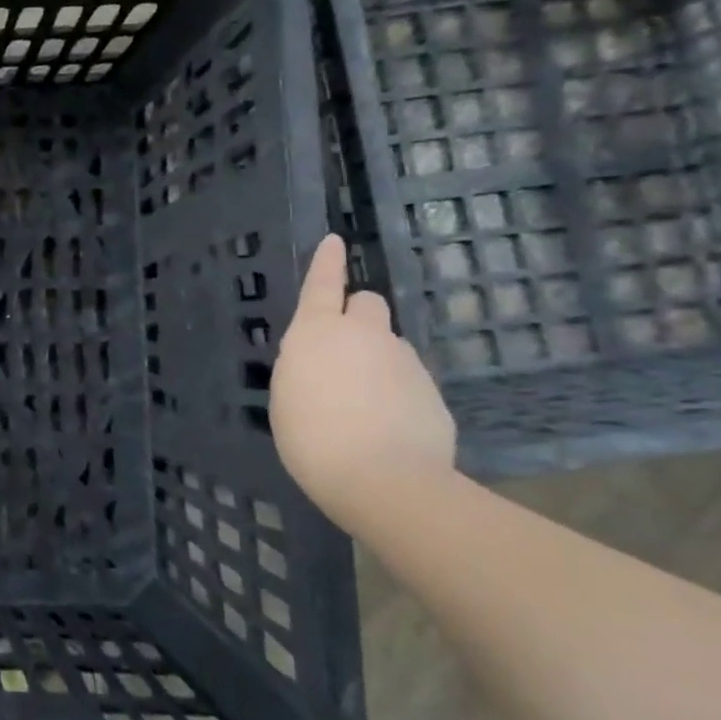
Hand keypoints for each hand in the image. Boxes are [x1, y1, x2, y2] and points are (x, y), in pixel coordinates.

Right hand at [271, 235, 455, 519]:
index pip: (322, 284)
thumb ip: (306, 366)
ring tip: (361, 404)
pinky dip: (396, 393)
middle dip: (357, 315)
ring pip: (388, 345)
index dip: (326, 262)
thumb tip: (326, 364)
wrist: (382, 478)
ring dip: (376, 360)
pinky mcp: (432, 391)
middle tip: (343, 348)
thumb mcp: (287, 395)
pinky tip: (385, 427)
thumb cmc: (311, 436)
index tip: (335, 240)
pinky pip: (408, 380)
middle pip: (368, 302)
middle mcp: (364, 335)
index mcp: (317, 332)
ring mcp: (404, 361)